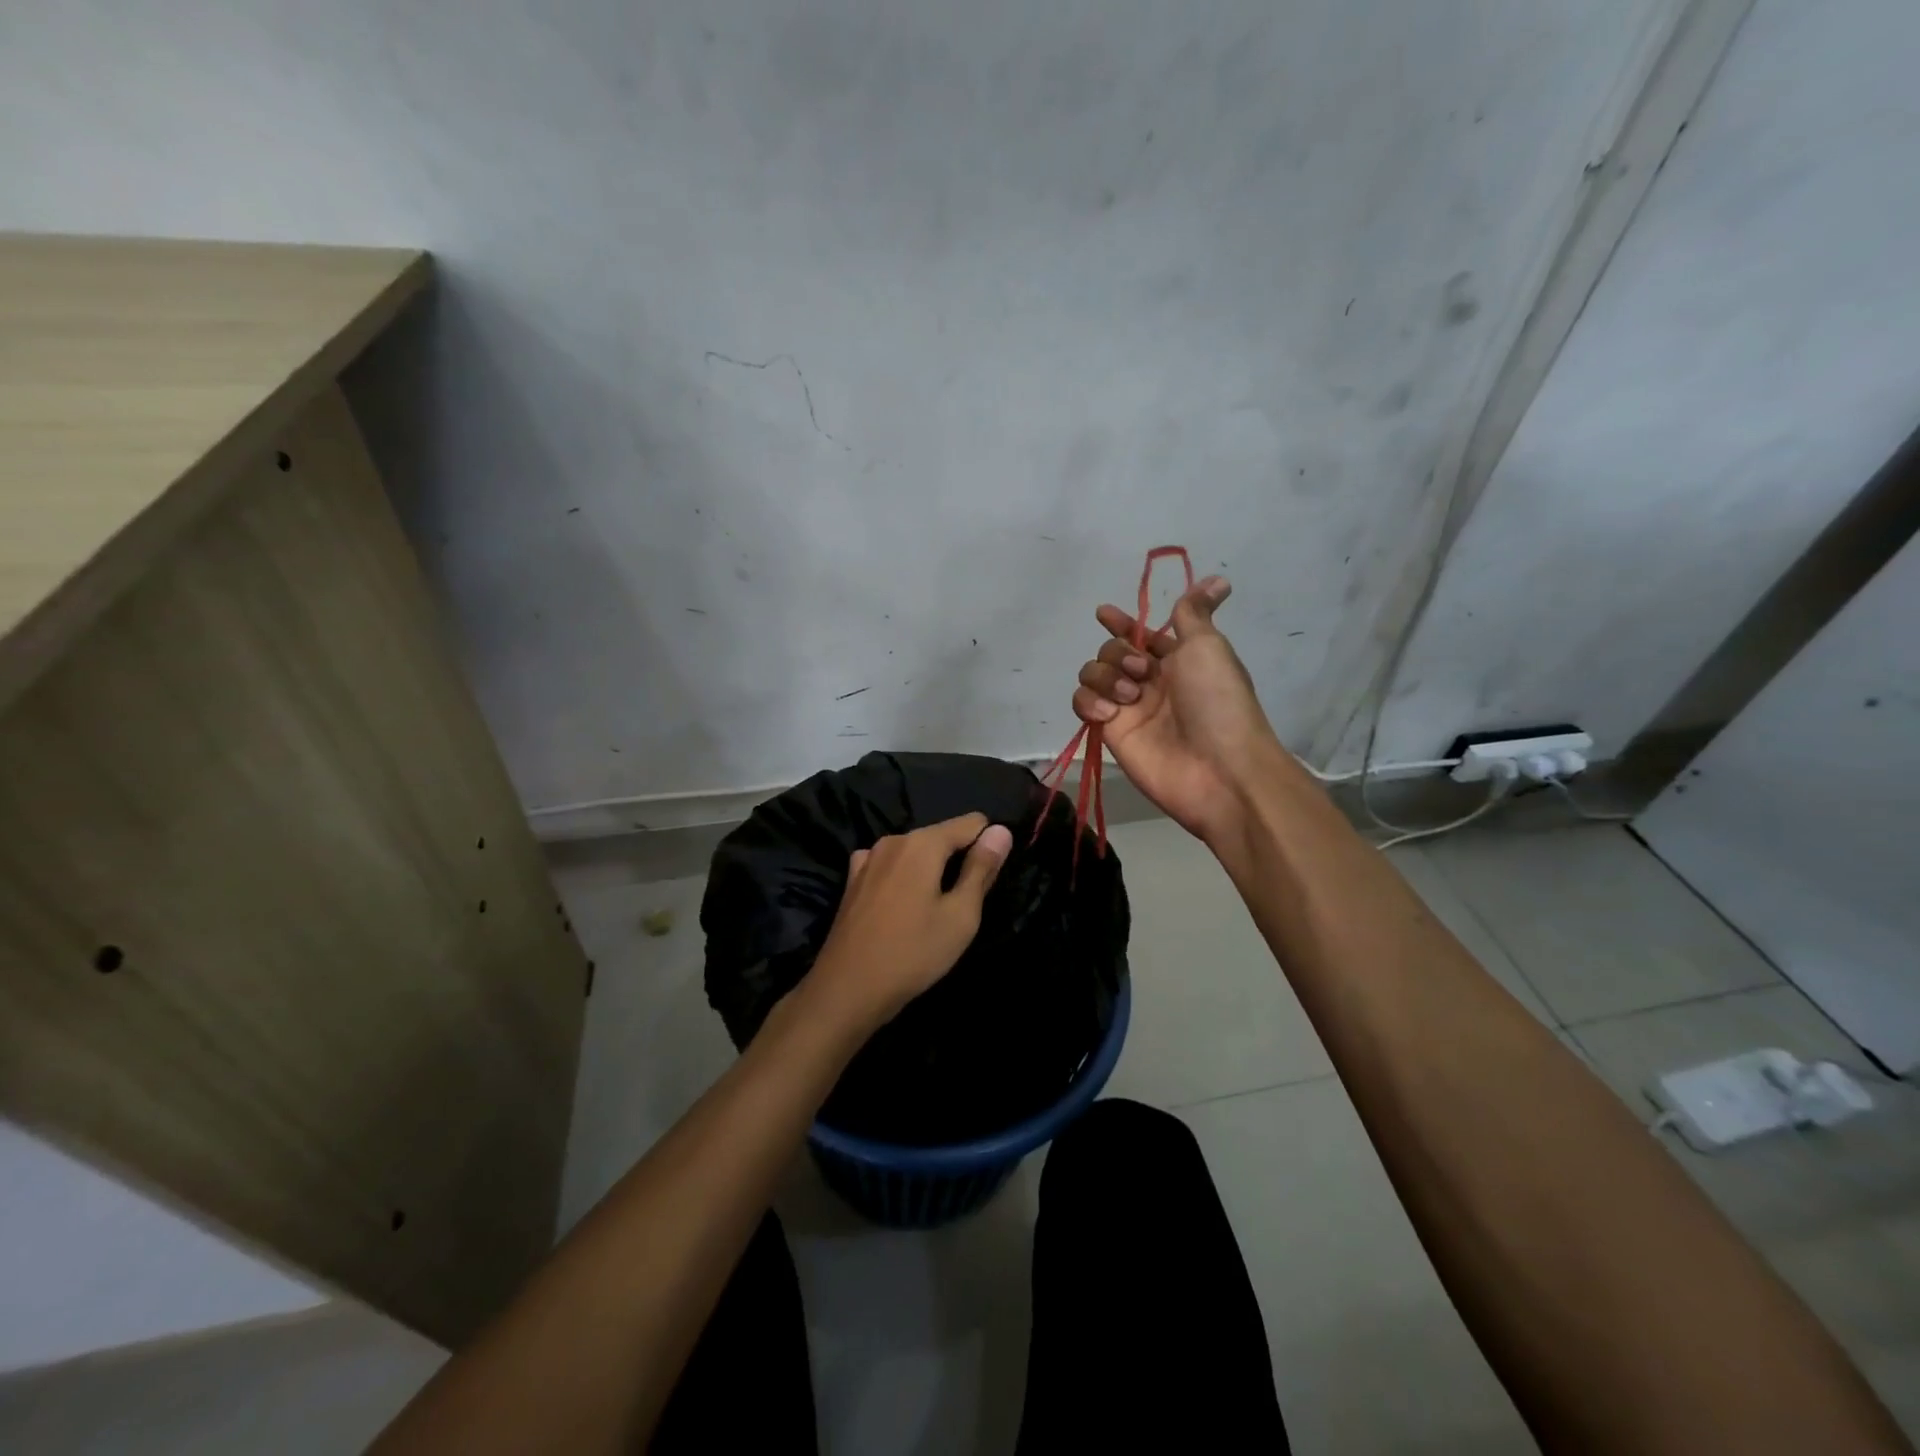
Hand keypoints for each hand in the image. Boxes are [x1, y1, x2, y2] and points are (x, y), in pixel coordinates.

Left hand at [807, 813, 1013, 1031]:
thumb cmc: (913, 953)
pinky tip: (903, 908)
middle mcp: (893, 840)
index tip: (990, 880)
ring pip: (915, 853)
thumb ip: (981, 868)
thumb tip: (1000, 830)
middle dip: (959, 860)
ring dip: (931, 872)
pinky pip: (892, 868)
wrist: (846, 989)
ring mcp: (868, 858)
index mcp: (922, 843)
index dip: (988, 846)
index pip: (972, 823)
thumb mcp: (961, 915)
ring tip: (934, 911)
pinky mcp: (853, 880)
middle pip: (942, 836)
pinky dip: (904, 879)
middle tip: (965, 905)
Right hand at [1071, 575, 1283, 845]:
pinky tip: (1109, 714)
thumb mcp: (1208, 646)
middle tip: (1142, 672)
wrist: (1218, 768)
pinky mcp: (1110, 733)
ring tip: (1129, 697)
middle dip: (1119, 653)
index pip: (1140, 634)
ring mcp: (1128, 709)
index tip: (1105, 614)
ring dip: (1105, 676)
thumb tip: (1217, 580)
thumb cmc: (1218, 701)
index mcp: (1177, 659)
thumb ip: (1194, 612)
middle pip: (1111, 651)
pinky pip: (1083, 704)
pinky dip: (1090, 703)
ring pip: (1092, 675)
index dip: (1122, 623)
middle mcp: (1150, 682)